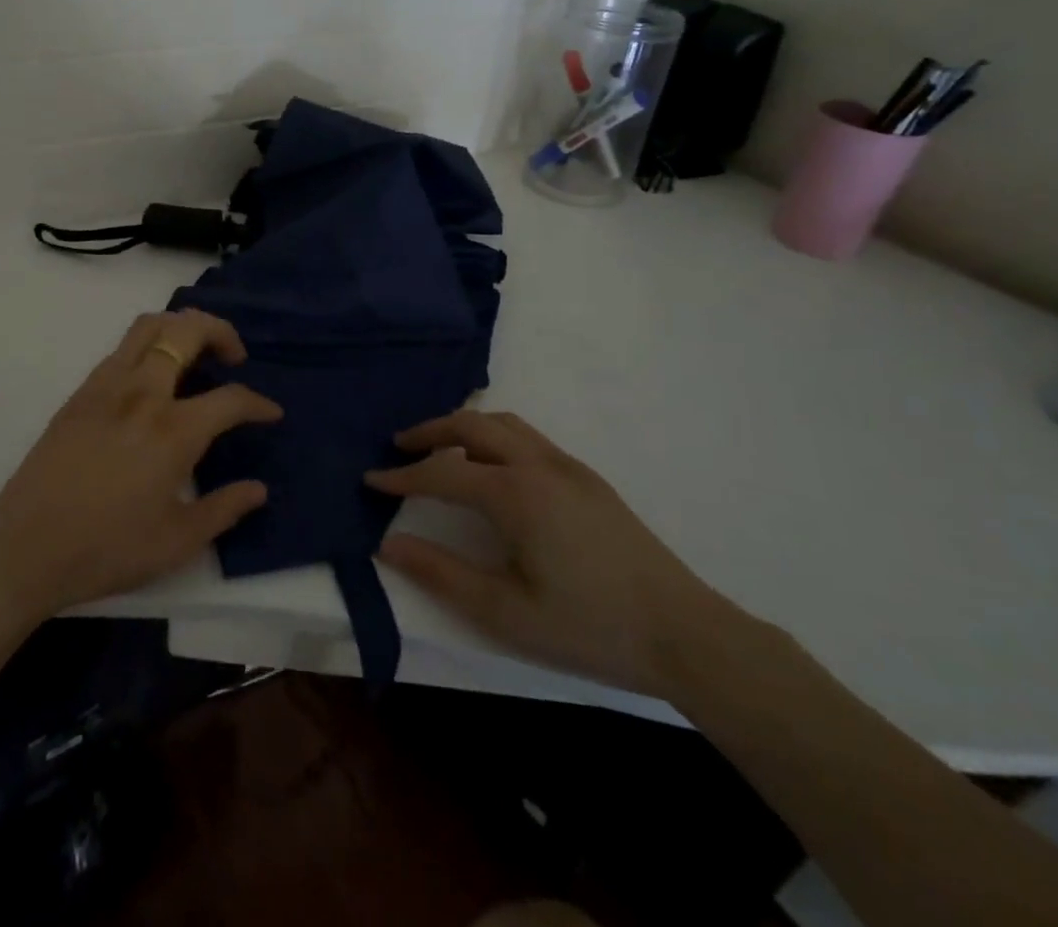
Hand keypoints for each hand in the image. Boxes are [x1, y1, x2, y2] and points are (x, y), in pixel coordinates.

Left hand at [0, 309, 280, 626]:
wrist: (24, 548)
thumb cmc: (106, 549)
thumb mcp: (177, 542)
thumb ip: (224, 509)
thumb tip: (259, 489)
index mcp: (173, 430)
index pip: (231, 399)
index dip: (258, 404)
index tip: (271, 413)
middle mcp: (143, 393)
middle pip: (188, 330)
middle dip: (221, 331)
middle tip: (234, 357)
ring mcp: (107, 386)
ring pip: (150, 326)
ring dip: (181, 327)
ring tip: (195, 353)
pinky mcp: (81, 392)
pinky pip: (122, 348)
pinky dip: (148, 345)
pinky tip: (152, 378)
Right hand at [366, 410, 750, 700]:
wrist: (686, 634)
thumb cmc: (589, 627)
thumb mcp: (506, 613)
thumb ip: (442, 574)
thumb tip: (389, 543)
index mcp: (516, 494)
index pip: (442, 473)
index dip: (402, 477)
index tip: (371, 479)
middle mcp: (539, 465)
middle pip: (471, 426)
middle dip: (429, 432)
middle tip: (399, 447)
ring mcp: (568, 466)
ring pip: (504, 424)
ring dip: (464, 427)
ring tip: (440, 449)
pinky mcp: (588, 478)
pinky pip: (528, 437)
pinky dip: (494, 436)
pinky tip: (491, 467)